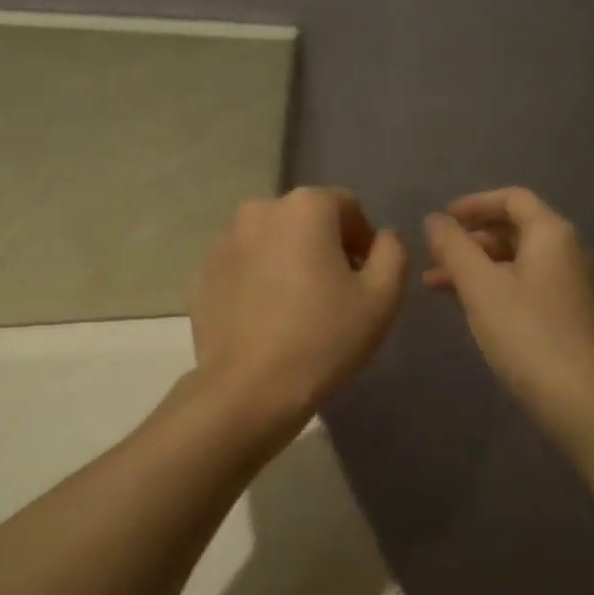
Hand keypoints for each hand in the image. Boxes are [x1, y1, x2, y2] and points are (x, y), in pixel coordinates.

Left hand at [189, 187, 406, 429]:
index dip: (363, 240)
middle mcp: (259, 210)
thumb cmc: (324, 338)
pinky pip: (242, 267)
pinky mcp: (201, 274)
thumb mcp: (382, 297)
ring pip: (270, 242)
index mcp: (305, 206)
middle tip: (335, 293)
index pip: (346, 207)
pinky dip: (257, 280)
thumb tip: (382, 237)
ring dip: (287, 261)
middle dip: (324, 247)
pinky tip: (265, 319)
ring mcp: (223, 241)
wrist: (250, 388)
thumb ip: (392, 253)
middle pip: (304, 220)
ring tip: (297, 307)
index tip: (366, 278)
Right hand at [424, 188, 593, 429]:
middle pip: (513, 228)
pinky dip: (490, 287)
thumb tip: (434, 220)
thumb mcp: (481, 288)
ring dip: (474, 266)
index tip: (441, 220)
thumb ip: (454, 248)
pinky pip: (521, 286)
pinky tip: (465, 307)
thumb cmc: (527, 335)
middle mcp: (564, 252)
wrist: (580, 400)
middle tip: (432, 256)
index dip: (474, 204)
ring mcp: (566, 286)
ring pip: (513, 261)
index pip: (512, 199)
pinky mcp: (562, 315)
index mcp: (550, 234)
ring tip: (433, 285)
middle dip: (469, 239)